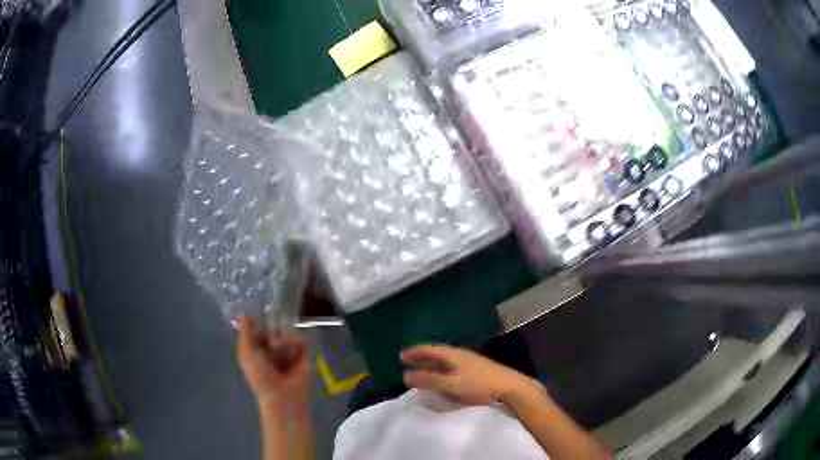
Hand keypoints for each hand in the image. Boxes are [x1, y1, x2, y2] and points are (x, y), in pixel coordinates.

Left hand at [237, 315, 309, 407]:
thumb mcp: (246, 352)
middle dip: (272, 330)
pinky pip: (300, 341)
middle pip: (272, 332)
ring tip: (282, 349)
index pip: (257, 332)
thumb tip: (245, 313)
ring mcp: (287, 354)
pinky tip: (294, 350)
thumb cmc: (260, 375)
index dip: (258, 325)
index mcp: (256, 352)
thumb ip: (245, 333)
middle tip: (272, 335)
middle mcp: (271, 352)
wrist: (283, 395)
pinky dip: (297, 343)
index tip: (259, 316)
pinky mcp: (302, 356)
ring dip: (284, 339)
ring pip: (286, 335)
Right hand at [400, 344, 528, 405]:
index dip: (415, 352)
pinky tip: (442, 377)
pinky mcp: (477, 371)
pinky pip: (452, 367)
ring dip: (432, 364)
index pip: (430, 349)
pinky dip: (442, 370)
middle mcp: (461, 355)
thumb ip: (429, 380)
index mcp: (454, 354)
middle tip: (407, 361)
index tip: (401, 355)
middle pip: (437, 353)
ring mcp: (470, 362)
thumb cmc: (480, 385)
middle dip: (422, 357)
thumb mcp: (452, 384)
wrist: (511, 387)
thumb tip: (406, 376)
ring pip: (445, 361)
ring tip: (421, 369)